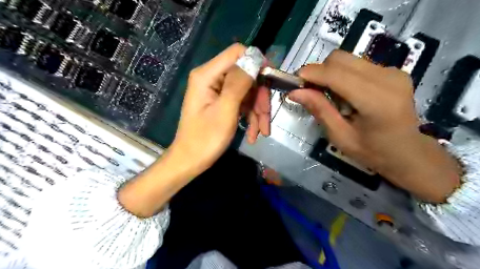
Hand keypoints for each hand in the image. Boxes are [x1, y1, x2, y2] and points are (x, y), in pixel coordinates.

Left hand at [118, 43, 267, 215]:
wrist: (191, 161)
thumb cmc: (205, 139)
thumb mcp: (225, 111)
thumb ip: (239, 83)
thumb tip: (255, 58)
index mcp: (207, 75)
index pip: (237, 53)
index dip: (256, 64)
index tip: (271, 82)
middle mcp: (212, 78)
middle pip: (246, 76)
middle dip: (259, 98)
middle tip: (266, 120)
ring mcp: (217, 91)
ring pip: (247, 92)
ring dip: (257, 112)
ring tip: (262, 132)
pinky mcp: (222, 102)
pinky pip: (242, 103)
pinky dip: (250, 117)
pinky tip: (254, 134)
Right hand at [289, 50, 460, 200]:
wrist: (409, 153)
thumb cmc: (373, 152)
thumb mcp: (340, 137)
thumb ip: (320, 110)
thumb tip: (295, 92)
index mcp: (376, 101)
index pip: (337, 74)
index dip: (312, 74)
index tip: (294, 81)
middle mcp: (388, 78)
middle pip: (340, 59)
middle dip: (319, 72)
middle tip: (310, 91)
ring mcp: (393, 72)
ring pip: (347, 59)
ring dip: (330, 73)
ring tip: (328, 95)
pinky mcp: (393, 71)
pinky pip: (357, 64)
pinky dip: (342, 75)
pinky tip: (345, 93)